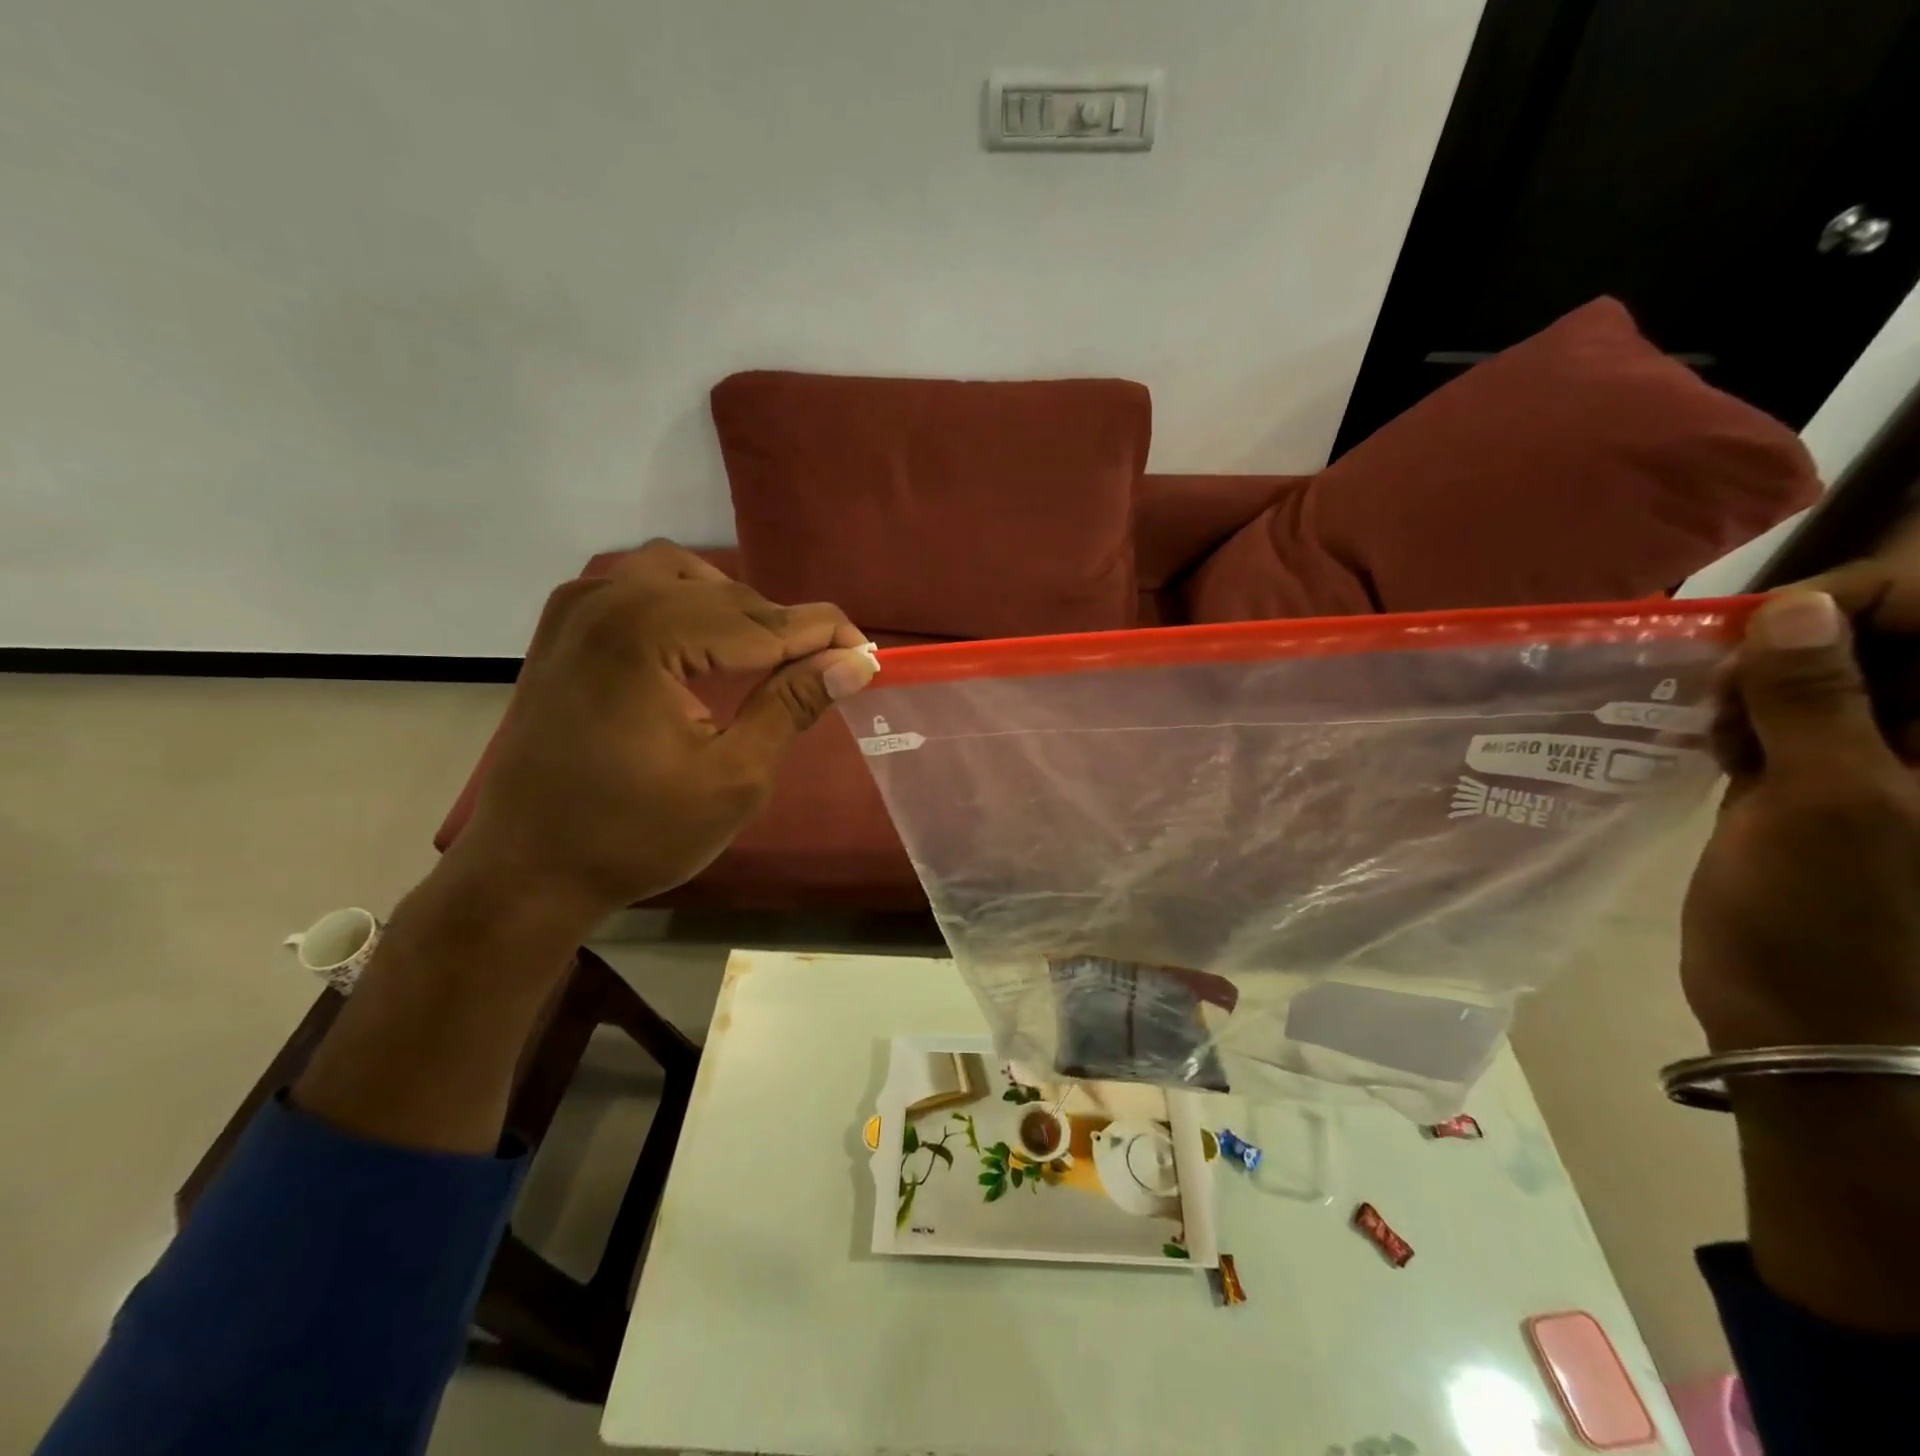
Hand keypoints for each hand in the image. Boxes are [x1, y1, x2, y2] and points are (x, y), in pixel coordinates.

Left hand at [448, 540, 878, 930]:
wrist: (527, 871)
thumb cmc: (634, 835)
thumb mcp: (734, 778)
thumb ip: (793, 706)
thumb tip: (853, 662)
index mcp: (645, 634)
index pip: (762, 620)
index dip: (824, 635)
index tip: (869, 653)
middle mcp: (607, 600)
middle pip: (727, 596)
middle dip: (784, 629)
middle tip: (826, 671)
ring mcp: (577, 608)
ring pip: (685, 579)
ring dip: (736, 611)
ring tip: (767, 660)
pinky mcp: (564, 629)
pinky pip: (641, 590)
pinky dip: (687, 608)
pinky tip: (704, 648)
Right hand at [1682, 579, 1919, 1331]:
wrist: (1804, 1018)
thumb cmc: (1831, 919)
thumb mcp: (1824, 802)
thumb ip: (1813, 701)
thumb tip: (1792, 610)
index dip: (1855, 601)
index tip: (1757, 632)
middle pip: (1881, 640)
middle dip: (1792, 644)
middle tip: (1718, 687)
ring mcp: (1882, 764)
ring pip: (1824, 679)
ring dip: (1757, 683)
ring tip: (1704, 718)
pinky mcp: (1821, 785)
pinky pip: (1786, 721)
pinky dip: (1741, 716)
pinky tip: (1703, 736)